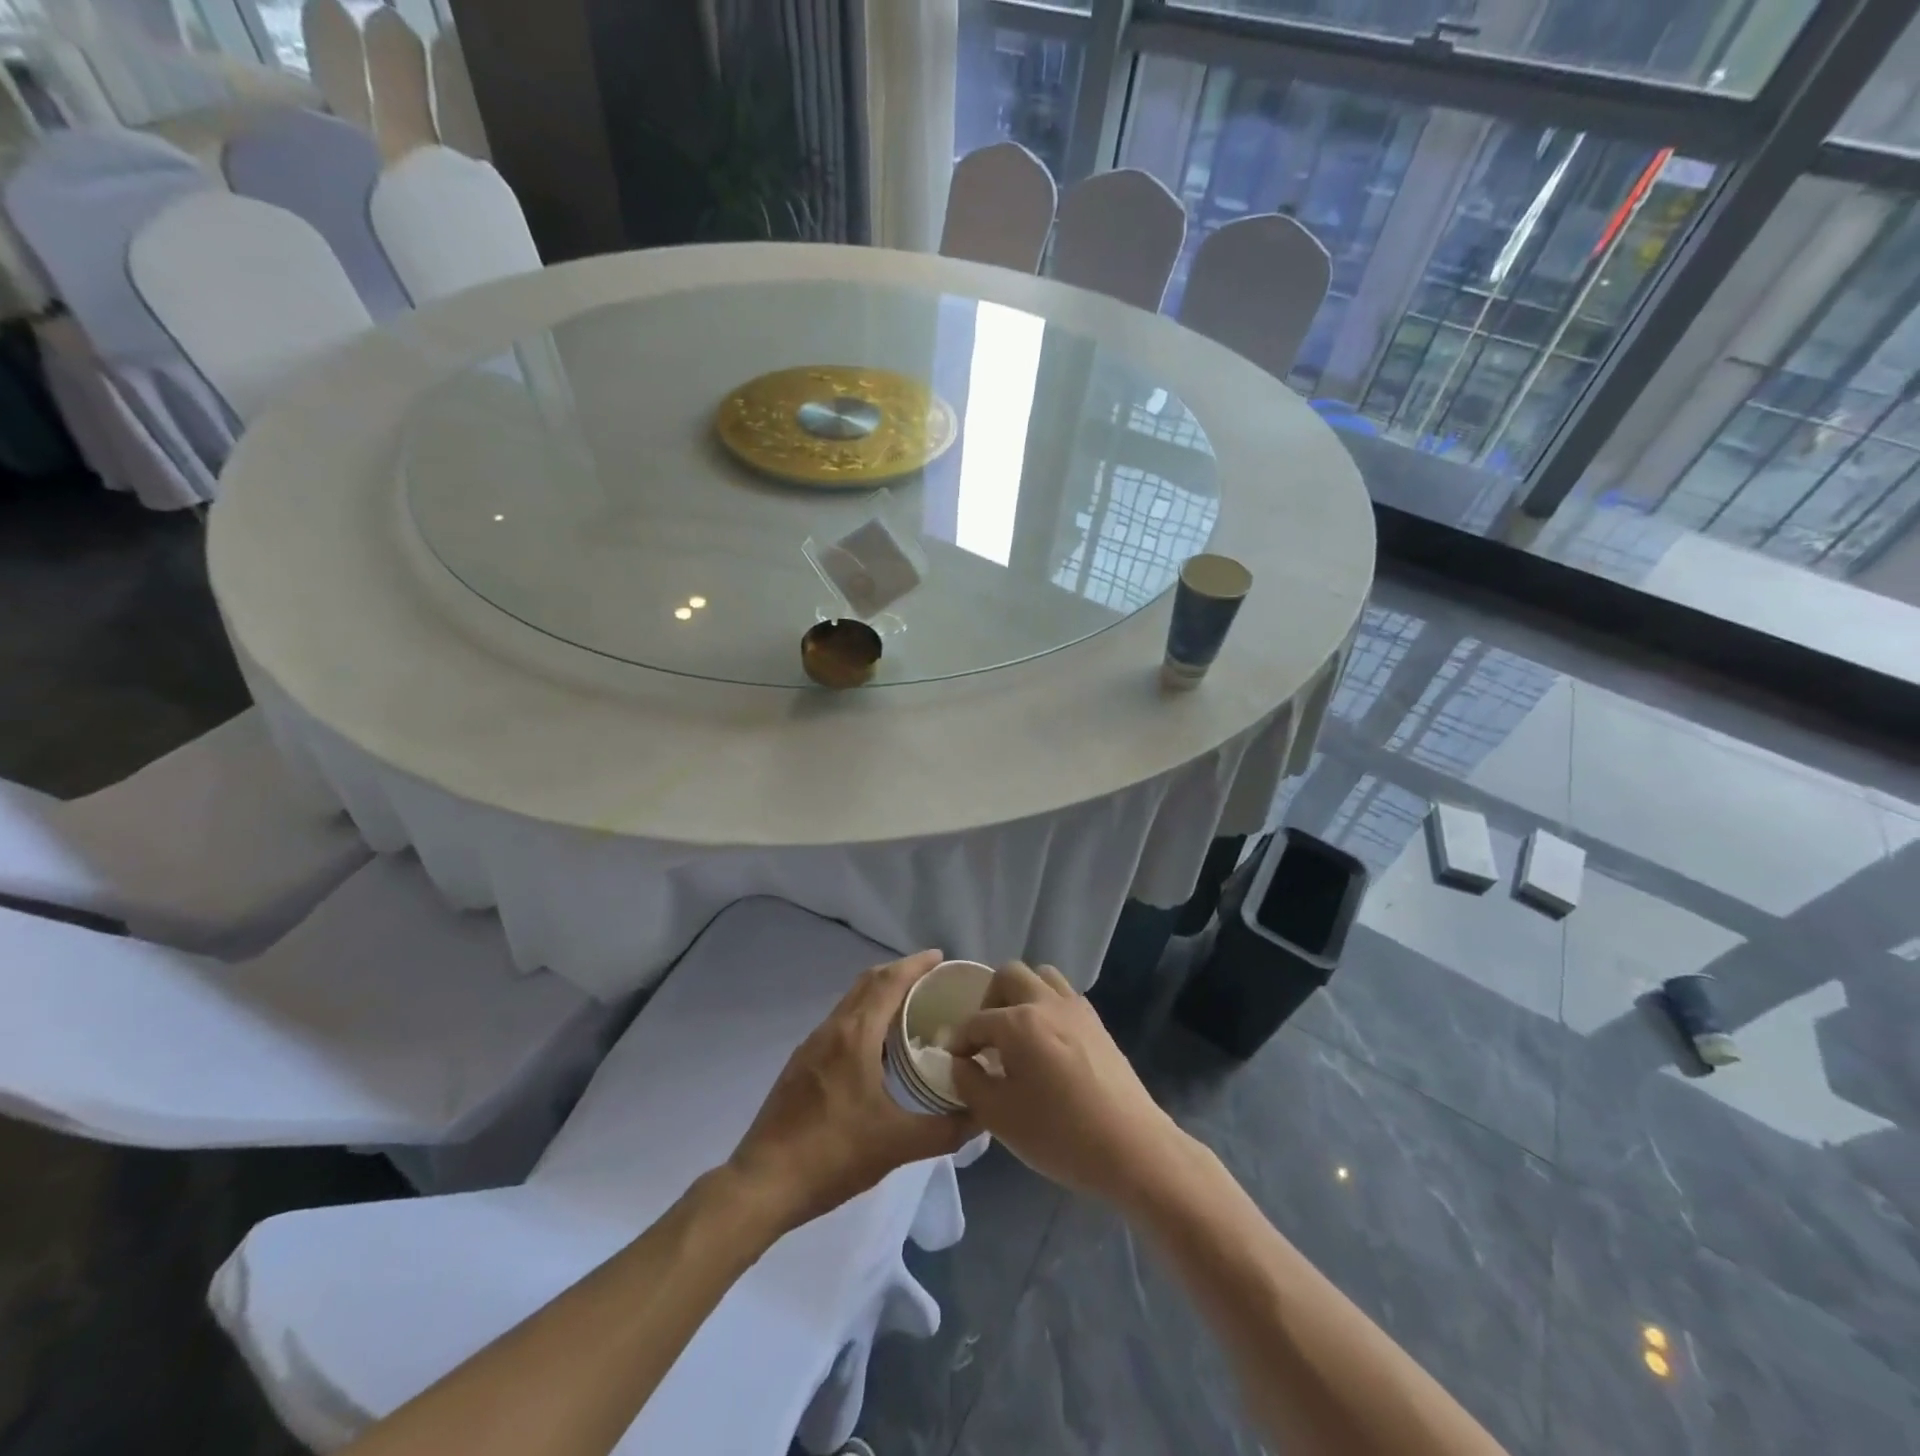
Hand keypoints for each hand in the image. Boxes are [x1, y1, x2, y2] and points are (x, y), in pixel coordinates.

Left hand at [727, 950, 975, 1234]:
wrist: (763, 1183)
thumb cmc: (833, 1155)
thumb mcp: (897, 1145)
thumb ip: (945, 1130)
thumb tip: (981, 1116)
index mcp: (855, 1036)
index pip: (889, 982)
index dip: (915, 965)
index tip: (940, 958)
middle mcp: (832, 1029)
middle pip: (868, 983)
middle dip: (899, 973)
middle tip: (931, 981)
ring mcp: (811, 1046)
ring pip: (851, 1003)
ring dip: (879, 995)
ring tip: (910, 1010)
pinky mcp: (801, 1064)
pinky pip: (839, 1024)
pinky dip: (864, 1017)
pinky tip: (877, 1048)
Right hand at [950, 962, 1185, 1208]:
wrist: (1131, 1147)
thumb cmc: (1059, 1134)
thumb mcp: (999, 1117)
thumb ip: (969, 1083)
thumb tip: (960, 1063)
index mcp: (1018, 1022)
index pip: (976, 1021)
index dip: (959, 1041)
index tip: (955, 1062)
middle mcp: (1046, 1002)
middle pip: (1009, 975)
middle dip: (989, 1000)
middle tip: (986, 1036)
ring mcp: (1076, 1008)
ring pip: (1041, 977)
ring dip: (1022, 994)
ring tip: (1017, 1033)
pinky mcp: (1097, 1022)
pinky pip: (1064, 996)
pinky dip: (1047, 1006)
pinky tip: (1046, 1044)